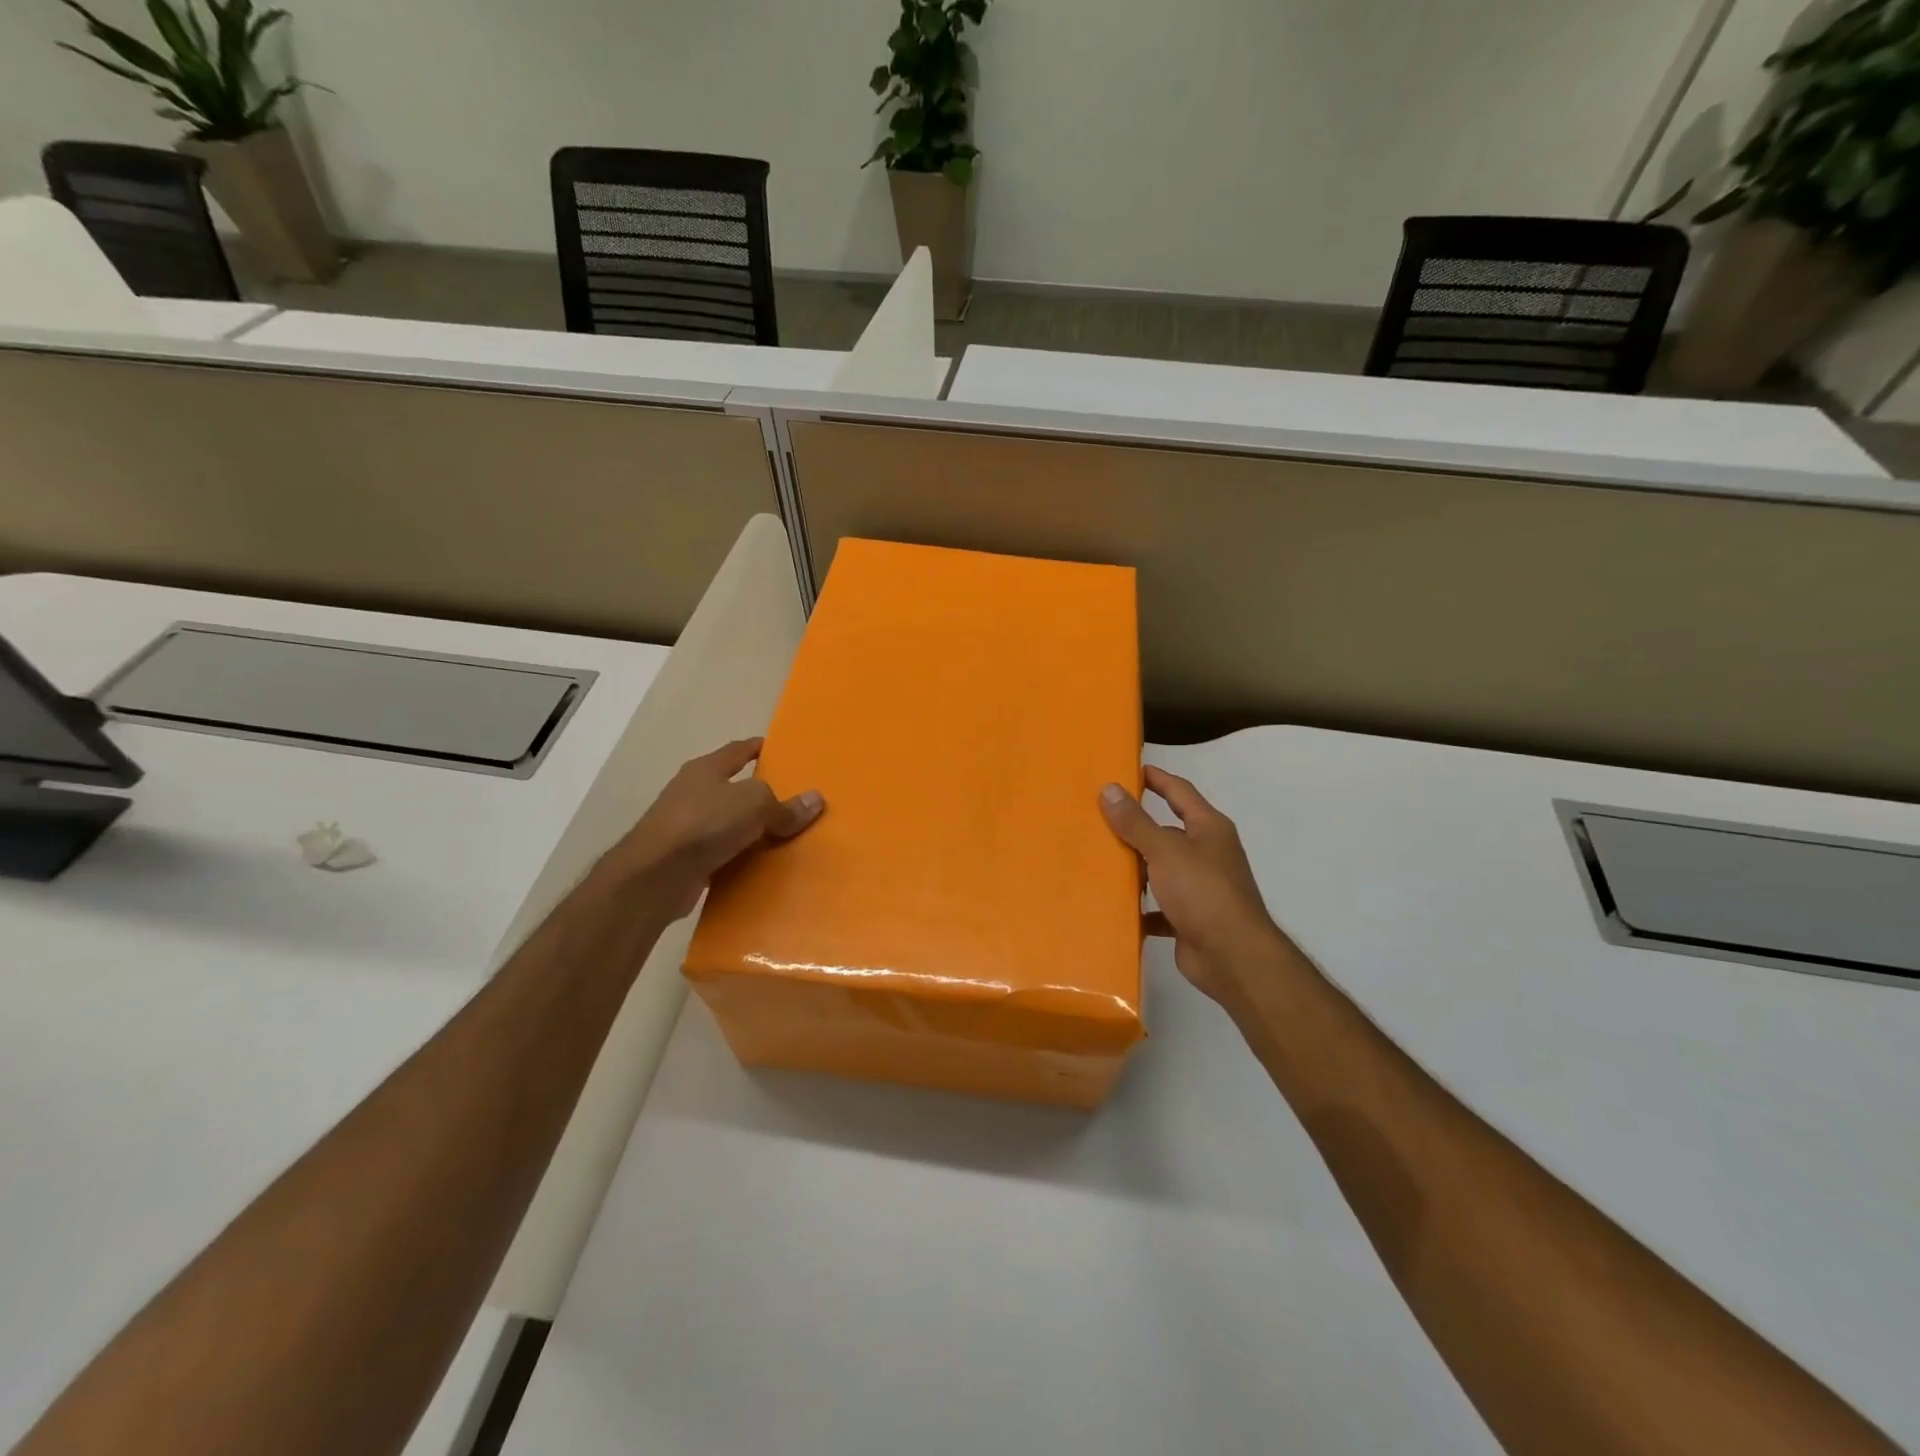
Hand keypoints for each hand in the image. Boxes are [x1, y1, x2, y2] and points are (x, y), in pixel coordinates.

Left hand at [607, 739, 823, 918]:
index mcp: (706, 769)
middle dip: (760, 793)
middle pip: (733, 788)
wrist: (655, 876)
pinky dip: (740, 857)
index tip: (782, 751)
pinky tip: (761, 865)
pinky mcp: (684, 859)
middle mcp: (692, 793)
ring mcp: (685, 827)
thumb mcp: (755, 805)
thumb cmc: (704, 824)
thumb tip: (815, 800)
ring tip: (784, 836)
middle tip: (793, 800)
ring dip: (751, 829)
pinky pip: (722, 853)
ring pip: (728, 823)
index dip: (759, 748)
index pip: (738, 750)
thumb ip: (784, 805)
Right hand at [1100, 767, 1289, 1005]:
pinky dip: (1140, 906)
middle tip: (1098, 816)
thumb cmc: (1203, 892)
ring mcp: (1200, 887)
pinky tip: (1113, 906)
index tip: (1127, 770)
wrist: (1233, 957)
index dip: (1156, 778)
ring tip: (1097, 859)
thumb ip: (1136, 822)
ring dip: (1135, 867)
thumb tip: (1110, 789)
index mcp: (1209, 828)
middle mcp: (1208, 853)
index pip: (1180, 791)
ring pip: (1161, 869)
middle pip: (1167, 831)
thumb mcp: (1165, 850)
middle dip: (1136, 825)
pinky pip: (1159, 906)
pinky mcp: (1190, 918)